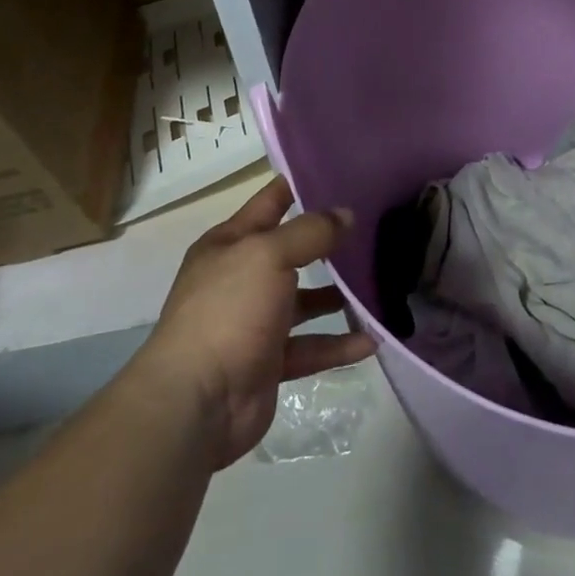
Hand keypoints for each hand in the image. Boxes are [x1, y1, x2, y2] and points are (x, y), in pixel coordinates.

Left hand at [131, 177, 376, 467]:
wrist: (196, 404)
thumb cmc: (228, 311)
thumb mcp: (269, 255)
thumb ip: (311, 232)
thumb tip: (346, 215)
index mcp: (229, 245)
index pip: (270, 202)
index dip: (300, 184)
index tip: (342, 171)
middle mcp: (240, 279)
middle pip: (292, 252)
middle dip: (329, 241)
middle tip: (375, 226)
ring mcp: (254, 323)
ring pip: (305, 301)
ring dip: (337, 296)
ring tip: (378, 282)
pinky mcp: (269, 363)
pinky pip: (312, 347)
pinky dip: (339, 344)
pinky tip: (372, 339)